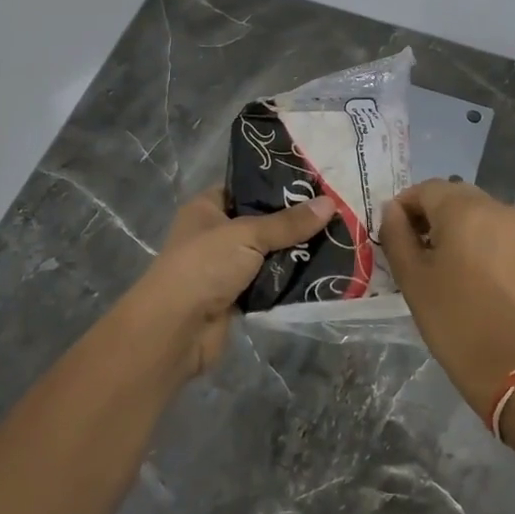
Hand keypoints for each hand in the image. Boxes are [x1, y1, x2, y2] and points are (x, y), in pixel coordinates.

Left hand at [118, 187, 335, 382]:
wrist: (176, 330)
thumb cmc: (204, 266)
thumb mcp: (248, 234)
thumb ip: (289, 222)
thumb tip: (331, 203)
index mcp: (208, 208)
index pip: (246, 187)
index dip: (277, 184)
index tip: (316, 183)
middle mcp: (216, 234)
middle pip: (263, 221)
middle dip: (295, 221)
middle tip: (336, 211)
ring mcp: (226, 267)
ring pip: (269, 253)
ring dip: (296, 252)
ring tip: (338, 239)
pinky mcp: (238, 297)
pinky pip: (270, 283)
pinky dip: (290, 280)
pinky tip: (323, 271)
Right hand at [381, 179, 514, 418]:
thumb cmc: (454, 319)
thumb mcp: (412, 277)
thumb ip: (396, 235)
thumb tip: (393, 211)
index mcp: (464, 208)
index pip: (425, 189)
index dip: (403, 207)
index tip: (392, 235)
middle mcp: (496, 207)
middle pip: (453, 195)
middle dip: (429, 213)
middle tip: (413, 247)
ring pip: (476, 210)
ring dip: (454, 224)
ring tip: (440, 261)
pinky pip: (496, 229)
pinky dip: (477, 237)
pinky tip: (469, 270)